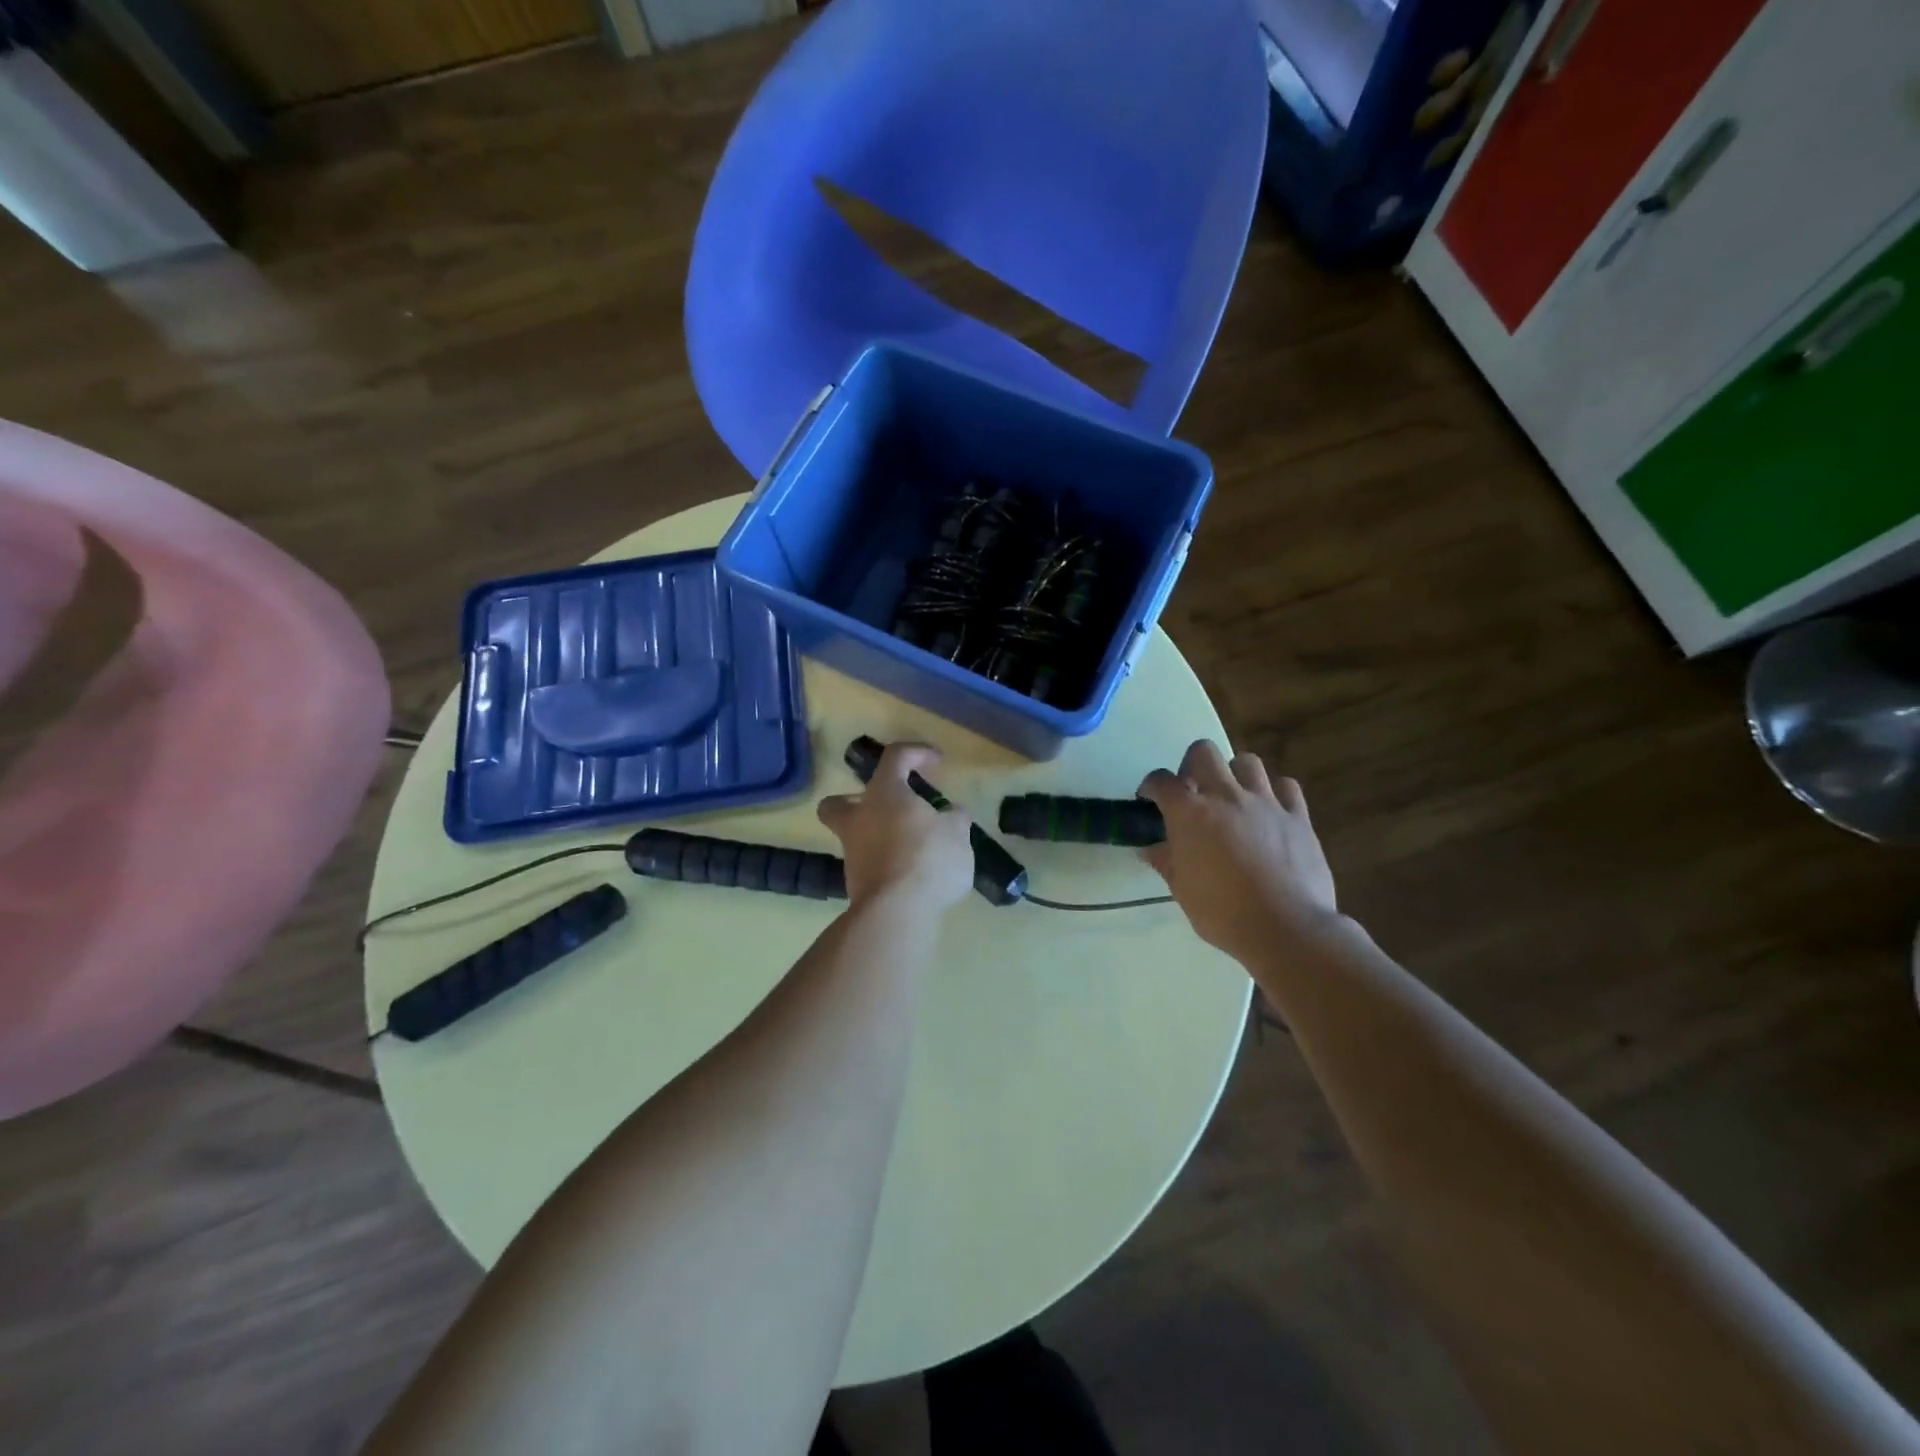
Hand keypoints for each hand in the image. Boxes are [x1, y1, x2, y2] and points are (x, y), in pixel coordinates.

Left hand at [817, 743, 973, 914]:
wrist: (896, 913)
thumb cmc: (927, 859)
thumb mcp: (957, 834)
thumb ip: (954, 819)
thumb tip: (952, 814)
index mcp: (884, 794)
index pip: (895, 757)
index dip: (917, 752)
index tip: (937, 763)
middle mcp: (859, 819)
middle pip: (840, 802)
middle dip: (856, 800)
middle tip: (887, 807)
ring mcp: (852, 853)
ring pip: (855, 835)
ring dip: (879, 836)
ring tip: (914, 847)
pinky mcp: (856, 884)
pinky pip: (870, 864)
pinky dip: (887, 864)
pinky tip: (913, 874)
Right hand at [1137, 741, 1339, 965]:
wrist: (1285, 928)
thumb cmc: (1223, 912)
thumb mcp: (1182, 890)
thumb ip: (1166, 861)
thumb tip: (1150, 849)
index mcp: (1190, 813)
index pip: (1161, 781)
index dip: (1151, 786)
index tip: (1149, 799)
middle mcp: (1226, 796)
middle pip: (1204, 752)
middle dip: (1192, 765)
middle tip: (1193, 790)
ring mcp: (1265, 802)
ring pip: (1247, 762)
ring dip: (1234, 774)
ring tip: (1233, 797)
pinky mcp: (1298, 817)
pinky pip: (1287, 787)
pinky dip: (1276, 792)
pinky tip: (1271, 810)